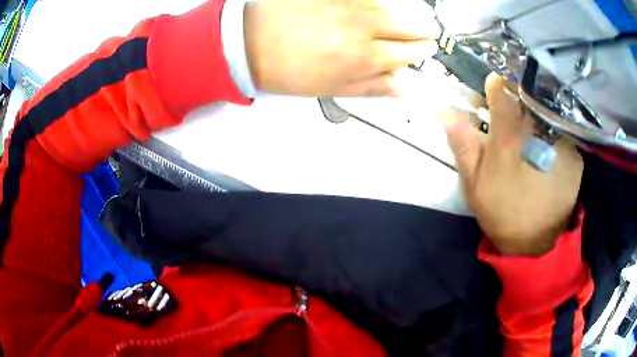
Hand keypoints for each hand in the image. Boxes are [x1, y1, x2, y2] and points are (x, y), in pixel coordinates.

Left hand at [244, 0, 439, 96]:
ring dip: (409, 13)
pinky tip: (383, 8)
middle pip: (408, 25)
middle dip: (423, 30)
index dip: (421, 50)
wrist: (251, 40)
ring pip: (391, 7)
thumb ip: (371, 86)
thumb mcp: (331, 88)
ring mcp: (350, 4)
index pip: (408, 51)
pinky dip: (380, 2)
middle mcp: (365, 26)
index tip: (427, 48)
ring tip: (415, 17)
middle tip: (427, 32)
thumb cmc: (289, 70)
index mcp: (365, 57)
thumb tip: (404, 87)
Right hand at [439, 74, 582, 255]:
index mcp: (509, 143)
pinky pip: (562, 132)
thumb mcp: (474, 183)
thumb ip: (463, 145)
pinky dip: (554, 131)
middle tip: (514, 105)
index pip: (502, 98)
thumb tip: (445, 111)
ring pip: (547, 113)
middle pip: (527, 100)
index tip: (493, 82)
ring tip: (533, 127)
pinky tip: (550, 146)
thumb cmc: (502, 212)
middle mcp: (538, 137)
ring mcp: (561, 146)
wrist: (534, 243)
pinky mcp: (575, 159)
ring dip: (538, 112)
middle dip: (518, 95)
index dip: (496, 87)